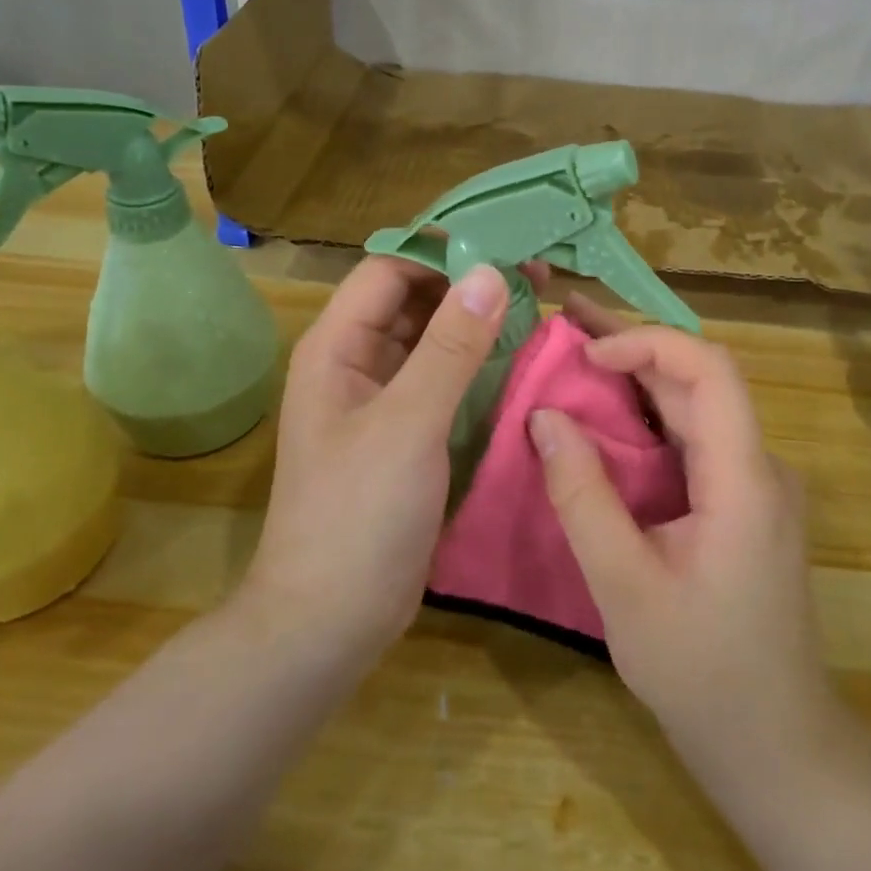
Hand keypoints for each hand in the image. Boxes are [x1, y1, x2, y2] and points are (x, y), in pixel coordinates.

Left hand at [239, 256, 511, 675]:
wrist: (331, 620)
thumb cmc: (359, 515)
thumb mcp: (408, 424)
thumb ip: (450, 348)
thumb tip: (490, 271)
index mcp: (337, 347)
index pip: (389, 271)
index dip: (442, 254)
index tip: (505, 250)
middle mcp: (357, 363)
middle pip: (413, 300)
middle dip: (469, 285)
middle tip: (537, 277)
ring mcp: (383, 400)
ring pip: (433, 340)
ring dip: (478, 323)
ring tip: (540, 309)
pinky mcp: (408, 433)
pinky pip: (444, 380)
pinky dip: (478, 365)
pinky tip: (521, 361)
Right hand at [531, 297, 837, 766]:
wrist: (776, 745)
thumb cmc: (702, 672)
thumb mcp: (624, 586)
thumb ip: (583, 497)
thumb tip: (544, 417)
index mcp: (744, 478)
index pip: (711, 370)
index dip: (649, 343)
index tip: (588, 354)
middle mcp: (760, 467)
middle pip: (700, 381)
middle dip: (632, 348)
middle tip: (565, 328)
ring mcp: (754, 485)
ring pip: (695, 408)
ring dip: (636, 381)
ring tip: (574, 358)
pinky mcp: (741, 504)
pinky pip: (693, 442)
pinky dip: (645, 422)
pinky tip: (602, 422)